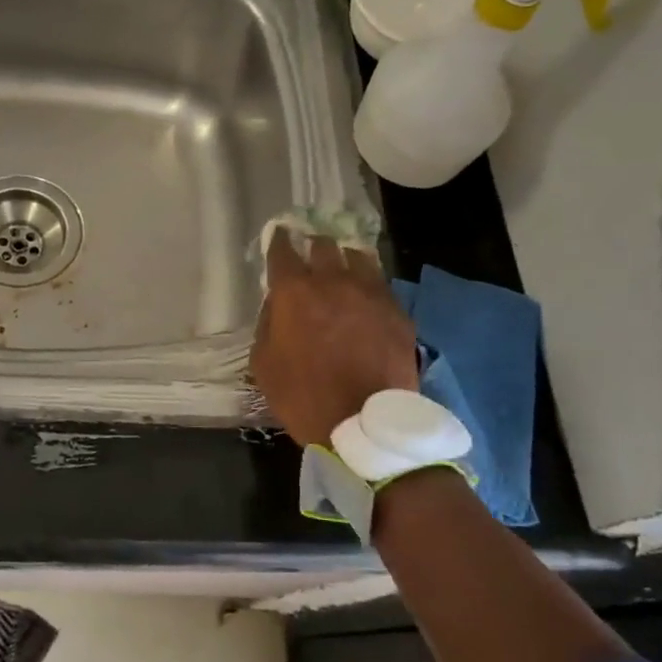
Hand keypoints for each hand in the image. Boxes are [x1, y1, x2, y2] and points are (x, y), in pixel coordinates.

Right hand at [251, 232, 418, 448]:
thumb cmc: (302, 396)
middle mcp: (332, 280)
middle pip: (324, 245)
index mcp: (294, 291)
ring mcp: (370, 293)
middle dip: (314, 247)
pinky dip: (370, 286)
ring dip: (346, 260)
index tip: (279, 236)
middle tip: (311, 257)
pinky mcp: (397, 311)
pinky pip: (381, 286)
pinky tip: (367, 299)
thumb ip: (267, 325)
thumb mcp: (263, 364)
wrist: (363, 424)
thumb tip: (276, 306)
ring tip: (343, 271)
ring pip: (358, 257)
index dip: (279, 241)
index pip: (282, 250)